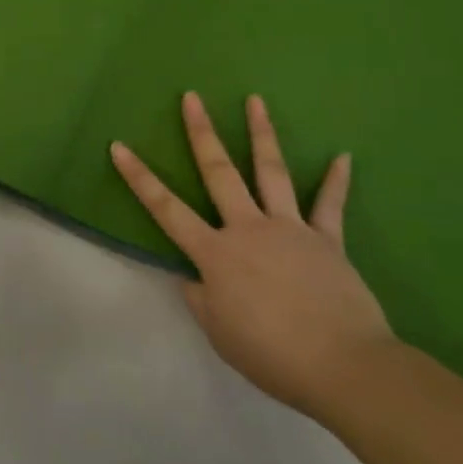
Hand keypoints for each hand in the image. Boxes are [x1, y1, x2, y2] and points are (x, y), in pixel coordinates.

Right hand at [111, 92, 392, 418]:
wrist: (343, 366)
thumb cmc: (272, 354)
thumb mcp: (219, 333)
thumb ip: (201, 299)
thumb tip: (193, 277)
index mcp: (216, 253)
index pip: (166, 208)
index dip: (139, 177)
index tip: (119, 146)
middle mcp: (248, 228)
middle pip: (219, 172)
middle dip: (201, 132)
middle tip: (192, 97)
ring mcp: (289, 228)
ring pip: (271, 172)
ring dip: (261, 133)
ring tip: (255, 100)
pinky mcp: (326, 240)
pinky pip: (329, 205)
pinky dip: (336, 180)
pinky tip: (344, 156)